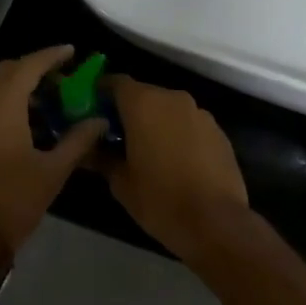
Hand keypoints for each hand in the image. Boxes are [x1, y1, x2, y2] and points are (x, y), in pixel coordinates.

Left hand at [0, 45, 105, 251]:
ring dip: (15, 86)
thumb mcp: (52, 172)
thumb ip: (78, 140)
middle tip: (60, 80)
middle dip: (34, 69)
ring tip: (43, 101)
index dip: (51, 56)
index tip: (71, 52)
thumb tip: (99, 120)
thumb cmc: (11, 200)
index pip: (29, 65)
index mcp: (2, 104)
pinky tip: (18, 121)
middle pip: (7, 71)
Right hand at [103, 77, 248, 259]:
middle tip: (114, 137)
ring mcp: (200, 114)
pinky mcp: (219, 132)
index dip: (101, 94)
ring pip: (168, 110)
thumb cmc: (160, 199)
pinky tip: (174, 162)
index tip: (91, 112)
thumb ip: (101, 158)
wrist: (216, 222)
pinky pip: (189, 125)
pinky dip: (177, 135)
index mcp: (144, 103)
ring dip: (155, 123)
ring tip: (145, 152)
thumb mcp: (121, 182)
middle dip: (128, 111)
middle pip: (144, 94)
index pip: (116, 82)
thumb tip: (86, 149)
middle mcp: (173, 99)